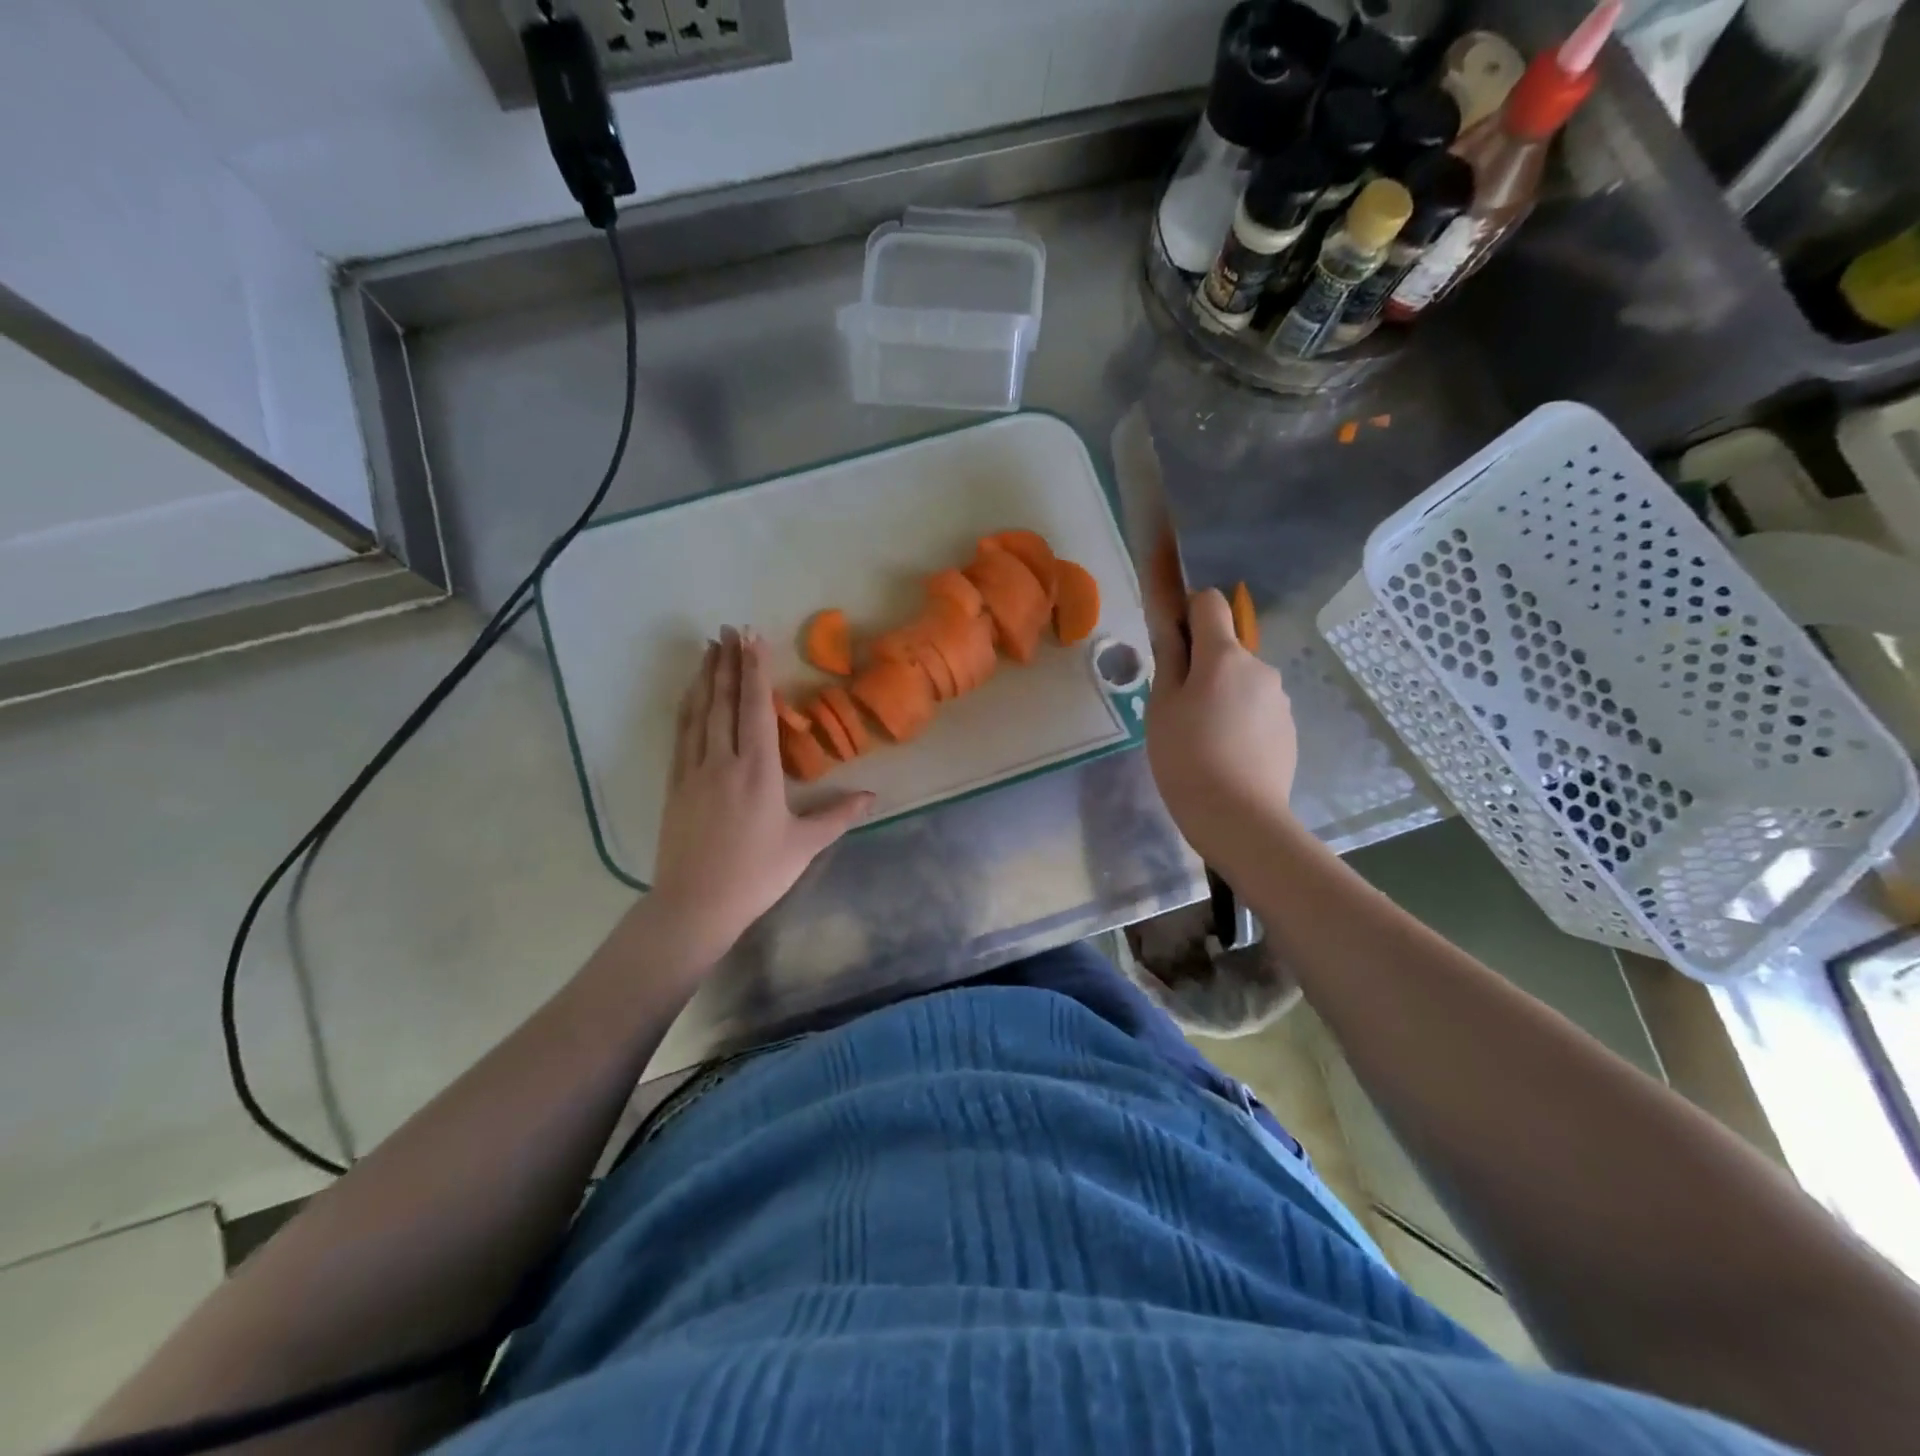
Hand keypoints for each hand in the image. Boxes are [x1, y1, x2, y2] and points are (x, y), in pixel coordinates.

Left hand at [651, 628, 873, 957]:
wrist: (695, 905)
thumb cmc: (757, 875)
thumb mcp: (805, 845)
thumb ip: (838, 815)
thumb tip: (872, 795)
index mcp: (758, 772)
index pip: (757, 710)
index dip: (756, 671)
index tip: (754, 638)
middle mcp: (723, 762)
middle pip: (726, 702)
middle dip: (729, 662)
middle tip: (729, 628)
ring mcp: (694, 771)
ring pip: (700, 713)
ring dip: (706, 677)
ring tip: (709, 648)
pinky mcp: (675, 785)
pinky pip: (682, 735)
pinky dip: (688, 708)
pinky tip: (690, 695)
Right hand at [1146, 587, 1299, 871]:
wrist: (1238, 816)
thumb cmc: (1186, 756)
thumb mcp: (1162, 706)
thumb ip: (1169, 658)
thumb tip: (1171, 624)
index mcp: (1225, 656)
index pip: (1210, 603)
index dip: (1188, 612)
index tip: (1173, 644)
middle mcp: (1260, 667)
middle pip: (1226, 649)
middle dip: (1203, 667)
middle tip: (1180, 711)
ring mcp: (1280, 699)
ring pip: (1242, 682)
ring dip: (1223, 696)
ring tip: (1203, 741)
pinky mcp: (1289, 728)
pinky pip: (1258, 710)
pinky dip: (1241, 721)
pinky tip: (1227, 757)